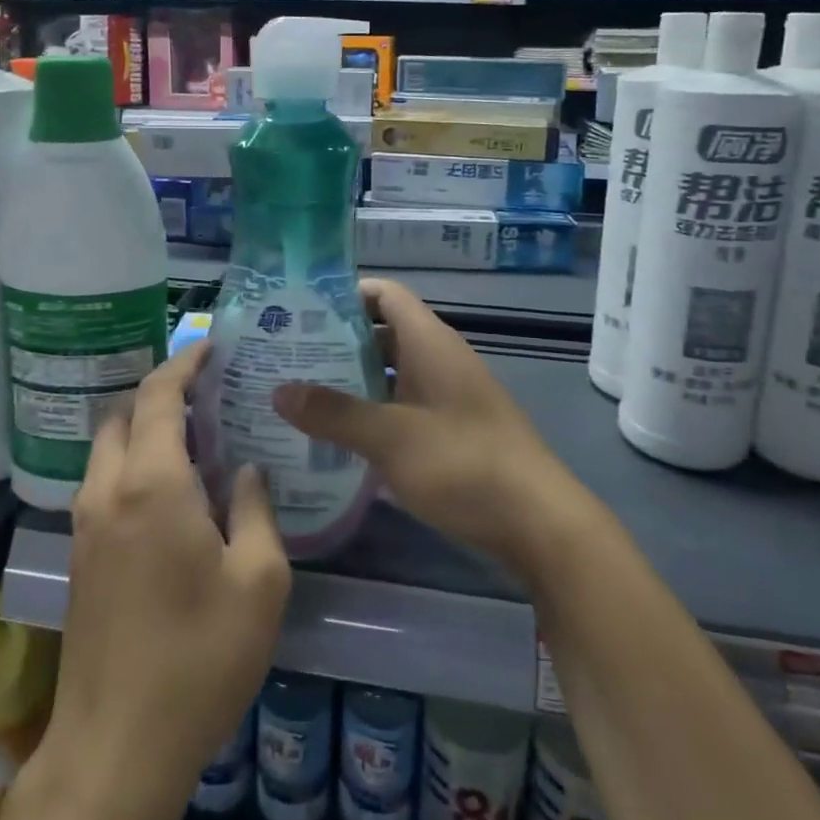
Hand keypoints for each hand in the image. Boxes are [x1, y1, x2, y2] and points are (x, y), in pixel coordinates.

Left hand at [0, 342, 290, 819]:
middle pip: (123, 413)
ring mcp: (86, 523)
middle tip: (206, 391)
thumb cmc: (199, 658)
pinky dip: (130, 460)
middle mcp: (108, 490)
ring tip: (191, 433)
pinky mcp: (79, 555)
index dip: (183, 362)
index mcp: (152, 483)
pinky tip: (168, 487)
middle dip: (159, 390)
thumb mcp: (259, 582)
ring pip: (107, 447)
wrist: (116, 747)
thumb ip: (256, 510)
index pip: (158, 396)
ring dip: (141, 426)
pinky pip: (102, 480)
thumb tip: (247, 470)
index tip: (210, 346)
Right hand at [272, 278, 577, 579]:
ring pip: (388, 373)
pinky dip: (369, 413)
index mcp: (430, 342)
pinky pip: (399, 406)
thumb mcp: (392, 438)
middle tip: (284, 357)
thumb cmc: (465, 464)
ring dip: (348, 381)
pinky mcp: (448, 431)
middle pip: (380, 333)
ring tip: (298, 395)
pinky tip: (335, 436)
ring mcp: (445, 396)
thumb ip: (335, 413)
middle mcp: (438, 359)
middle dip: (334, 342)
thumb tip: (279, 391)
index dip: (343, 294)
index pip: (384, 294)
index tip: (298, 310)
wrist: (539, 525)